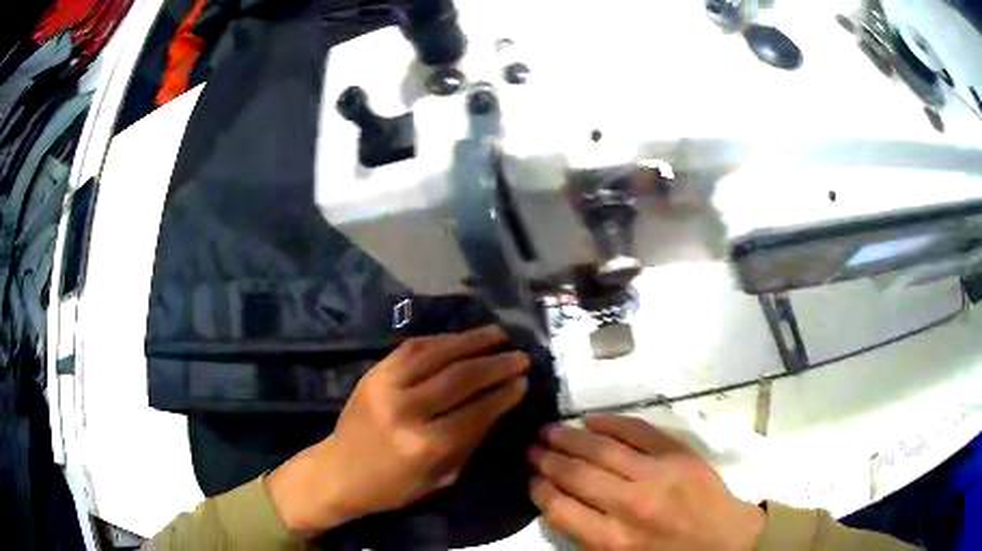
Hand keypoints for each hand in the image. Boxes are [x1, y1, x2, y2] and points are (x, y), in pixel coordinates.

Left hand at [267, 326, 529, 535]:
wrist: (338, 471)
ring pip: (437, 354)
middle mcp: (406, 410)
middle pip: (460, 378)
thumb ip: (469, 441)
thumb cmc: (392, 487)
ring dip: (472, 341)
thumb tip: (497, 406)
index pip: (476, 412)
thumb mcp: (440, 477)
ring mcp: (386, 385)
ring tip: (499, 335)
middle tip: (520, 356)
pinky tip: (461, 338)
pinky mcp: (373, 372)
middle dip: (496, 364)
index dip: (504, 394)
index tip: (524, 381)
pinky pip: (413, 347)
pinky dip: (442, 340)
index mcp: (425, 445)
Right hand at [529, 415, 764, 550]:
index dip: (538, 490)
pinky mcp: (678, 454)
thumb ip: (587, 539)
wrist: (727, 542)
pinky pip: (638, 430)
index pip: (559, 508)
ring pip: (601, 448)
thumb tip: (557, 505)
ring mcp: (657, 474)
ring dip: (570, 437)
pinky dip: (611, 422)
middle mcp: (630, 505)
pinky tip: (591, 419)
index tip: (530, 479)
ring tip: (549, 430)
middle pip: (575, 474)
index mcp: (613, 540)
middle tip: (531, 448)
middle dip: (547, 459)